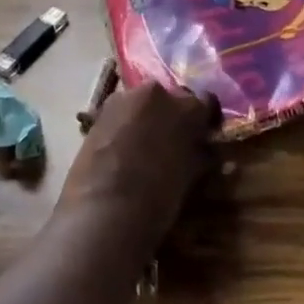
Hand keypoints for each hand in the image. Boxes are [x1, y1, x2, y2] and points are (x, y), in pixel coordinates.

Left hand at [58, 83, 218, 253]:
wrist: (103, 210)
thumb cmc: (158, 199)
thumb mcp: (190, 177)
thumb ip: (199, 153)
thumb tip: (203, 148)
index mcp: (186, 107)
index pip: (206, 103)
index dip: (205, 120)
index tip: (204, 134)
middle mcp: (156, 92)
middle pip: (170, 99)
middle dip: (172, 116)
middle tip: (173, 142)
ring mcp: (123, 98)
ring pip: (142, 104)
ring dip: (146, 119)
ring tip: (144, 148)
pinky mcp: (98, 112)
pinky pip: (119, 114)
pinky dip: (124, 127)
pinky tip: (122, 151)